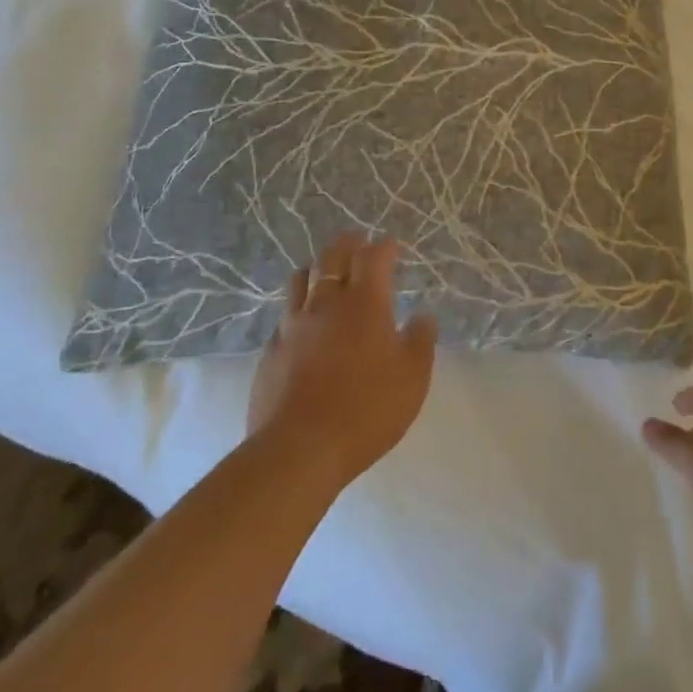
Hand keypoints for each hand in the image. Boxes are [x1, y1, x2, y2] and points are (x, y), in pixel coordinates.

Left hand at [247, 234, 437, 486]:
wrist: (299, 450)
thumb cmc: (367, 408)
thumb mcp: (413, 377)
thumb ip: (421, 340)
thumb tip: (422, 316)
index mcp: (365, 302)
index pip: (374, 257)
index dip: (384, 247)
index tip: (391, 246)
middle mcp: (327, 303)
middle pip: (332, 257)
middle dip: (348, 244)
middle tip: (357, 241)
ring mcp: (293, 325)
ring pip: (301, 278)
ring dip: (317, 267)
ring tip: (325, 271)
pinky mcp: (270, 351)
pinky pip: (285, 315)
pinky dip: (298, 307)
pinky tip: (303, 321)